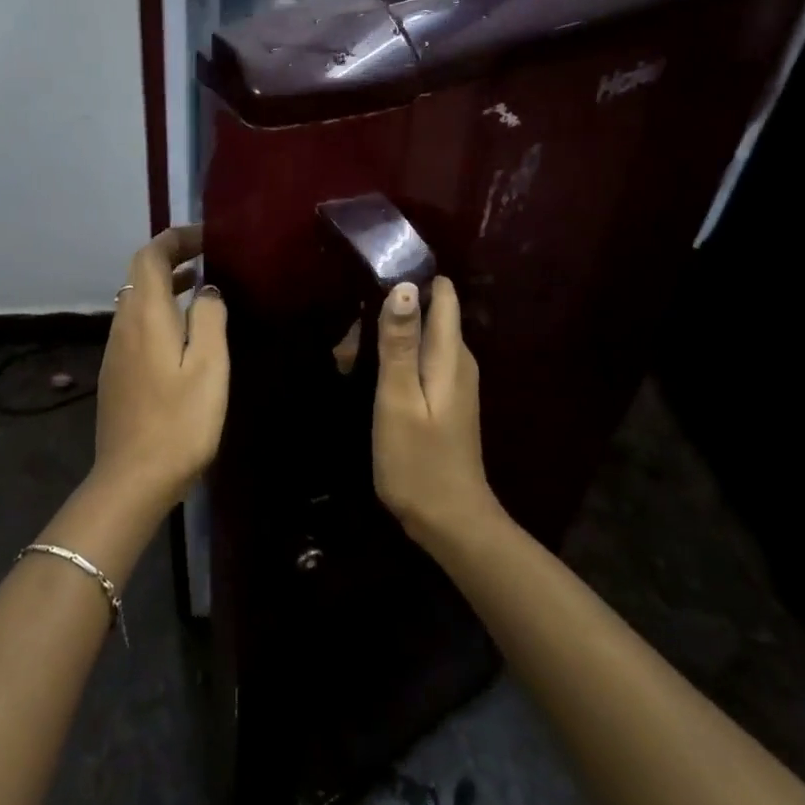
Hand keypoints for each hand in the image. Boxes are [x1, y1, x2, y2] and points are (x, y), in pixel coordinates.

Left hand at [91, 225, 228, 512]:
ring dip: (166, 286)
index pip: (151, 256)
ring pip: (137, 300)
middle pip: (141, 274)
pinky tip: (182, 333)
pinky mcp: (116, 373)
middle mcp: (123, 324)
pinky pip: (136, 325)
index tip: (208, 238)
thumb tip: (206, 290)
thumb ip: (208, 318)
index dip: (176, 239)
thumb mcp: (208, 365)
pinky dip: (159, 311)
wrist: (132, 479)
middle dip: (172, 258)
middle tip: (209, 258)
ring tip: (201, 288)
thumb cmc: (179, 421)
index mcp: (146, 315)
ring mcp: (115, 350)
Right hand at [372, 278, 498, 545]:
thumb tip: (404, 287)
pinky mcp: (444, 399)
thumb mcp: (398, 400)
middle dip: (384, 317)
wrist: (450, 522)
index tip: (369, 289)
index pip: (442, 294)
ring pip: (416, 339)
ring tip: (347, 365)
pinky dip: (391, 363)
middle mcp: (457, 359)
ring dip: (382, 343)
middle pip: (424, 314)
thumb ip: (399, 343)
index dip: (409, 282)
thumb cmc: (418, 461)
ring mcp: (452, 380)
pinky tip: (366, 382)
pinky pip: (417, 362)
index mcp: (450, 354)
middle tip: (346, 347)